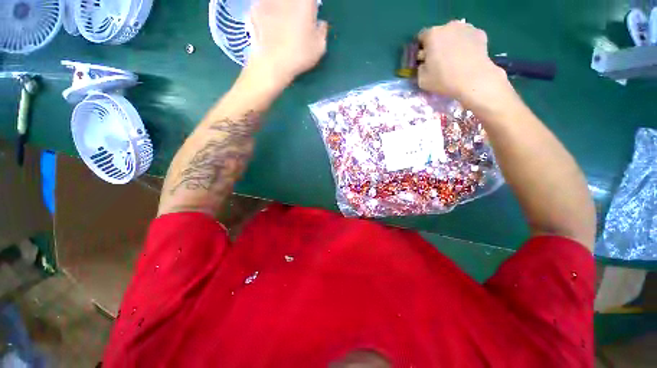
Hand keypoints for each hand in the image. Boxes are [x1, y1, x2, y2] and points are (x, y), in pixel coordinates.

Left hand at [246, 0, 327, 85]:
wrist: (271, 63)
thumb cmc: (299, 55)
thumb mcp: (319, 47)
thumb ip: (322, 31)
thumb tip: (320, 24)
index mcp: (305, 1)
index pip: (311, 0)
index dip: (311, 7)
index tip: (312, 15)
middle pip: (293, 0)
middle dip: (296, 7)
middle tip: (297, 21)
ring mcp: (268, 0)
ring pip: (278, 3)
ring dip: (281, 9)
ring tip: (282, 24)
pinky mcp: (255, 8)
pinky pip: (263, 6)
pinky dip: (267, 13)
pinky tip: (269, 26)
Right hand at [417, 21, 510, 109]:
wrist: (474, 80)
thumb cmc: (444, 79)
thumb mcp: (422, 80)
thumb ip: (420, 68)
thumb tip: (425, 63)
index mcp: (432, 35)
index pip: (422, 37)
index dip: (421, 49)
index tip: (424, 60)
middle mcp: (449, 26)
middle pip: (439, 34)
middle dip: (437, 45)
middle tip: (439, 62)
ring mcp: (467, 28)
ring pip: (454, 34)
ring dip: (452, 44)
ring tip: (454, 60)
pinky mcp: (480, 33)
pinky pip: (468, 38)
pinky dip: (466, 45)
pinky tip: (466, 58)